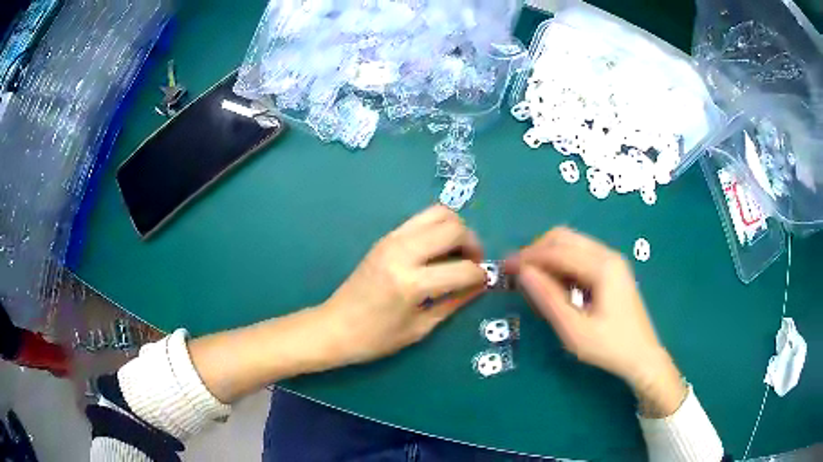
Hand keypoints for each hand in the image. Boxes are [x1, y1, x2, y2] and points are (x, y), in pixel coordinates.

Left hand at [318, 205, 486, 366]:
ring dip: (456, 230)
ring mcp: (392, 240)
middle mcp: (402, 252)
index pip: (463, 269)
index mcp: (411, 283)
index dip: (480, 276)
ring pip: (438, 213)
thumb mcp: (420, 328)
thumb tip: (480, 284)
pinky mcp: (385, 237)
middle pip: (454, 227)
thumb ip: (454, 302)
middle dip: (472, 243)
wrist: (334, 327)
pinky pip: (421, 219)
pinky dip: (437, 228)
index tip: (482, 283)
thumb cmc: (376, 338)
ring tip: (457, 253)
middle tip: (473, 263)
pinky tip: (437, 250)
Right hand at [505, 228, 685, 416]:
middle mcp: (608, 255)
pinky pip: (580, 256)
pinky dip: (562, 265)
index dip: (527, 257)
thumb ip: (549, 299)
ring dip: (548, 257)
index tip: (504, 267)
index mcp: (602, 267)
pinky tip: (555, 285)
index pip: (557, 251)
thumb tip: (523, 273)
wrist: (643, 356)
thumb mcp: (574, 330)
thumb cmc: (609, 347)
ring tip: (533, 282)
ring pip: (572, 245)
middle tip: (516, 274)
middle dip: (536, 252)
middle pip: (564, 238)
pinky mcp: (612, 270)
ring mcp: (612, 261)